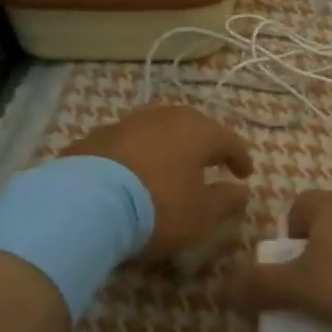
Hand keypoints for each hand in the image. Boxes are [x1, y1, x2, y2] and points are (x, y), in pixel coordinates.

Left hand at [63, 105, 252, 265]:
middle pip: (193, 126)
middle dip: (203, 144)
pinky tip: (131, 172)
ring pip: (157, 129)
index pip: (229, 140)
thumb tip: (243, 191)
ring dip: (167, 145)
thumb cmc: (157, 207)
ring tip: (168, 165)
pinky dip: (136, 154)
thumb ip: (225, 201)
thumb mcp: (200, 215)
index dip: (240, 158)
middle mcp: (166, 117)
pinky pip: (127, 142)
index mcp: (198, 131)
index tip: (245, 174)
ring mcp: (128, 122)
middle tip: (209, 162)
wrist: (86, 203)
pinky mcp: (97, 136)